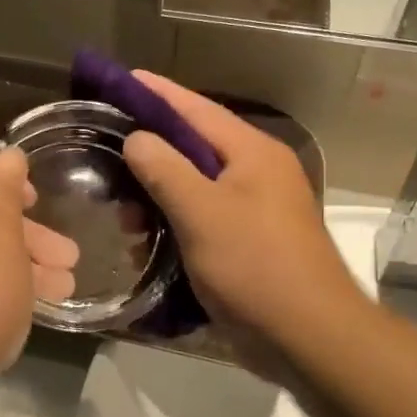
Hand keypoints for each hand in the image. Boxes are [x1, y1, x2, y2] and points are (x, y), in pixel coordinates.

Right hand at [122, 73, 358, 368]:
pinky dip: (175, 224)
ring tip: (125, 216)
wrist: (308, 337)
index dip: (158, 93)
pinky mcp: (250, 241)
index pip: (197, 109)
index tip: (122, 79)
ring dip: (159, 197)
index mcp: (253, 153)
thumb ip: (165, 170)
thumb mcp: (202, 213)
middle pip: (196, 147)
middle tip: (108, 157)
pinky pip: (204, 218)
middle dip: (152, 153)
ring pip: (196, 186)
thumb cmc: (255, 266)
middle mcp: (258, 172)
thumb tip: (138, 138)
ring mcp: (257, 208)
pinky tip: (147, 243)